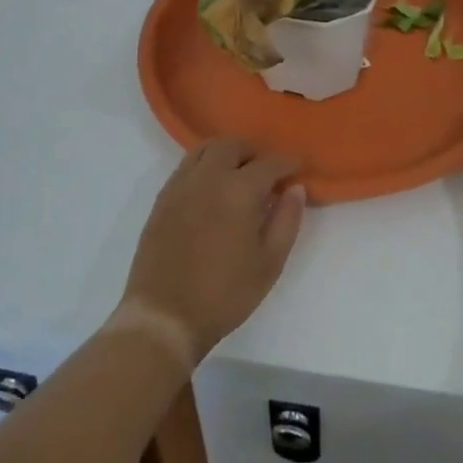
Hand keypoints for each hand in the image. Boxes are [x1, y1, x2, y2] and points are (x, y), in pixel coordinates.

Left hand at [118, 139, 306, 366]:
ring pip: (206, 149)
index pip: (269, 163)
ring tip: (238, 173)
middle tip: (267, 172)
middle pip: (233, 146)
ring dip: (227, 152)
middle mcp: (209, 177)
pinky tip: (211, 186)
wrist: (165, 316)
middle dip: (254, 152)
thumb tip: (295, 188)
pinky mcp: (163, 197)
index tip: (299, 167)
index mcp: (239, 190)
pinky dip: (204, 163)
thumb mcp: (269, 263)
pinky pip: (186, 164)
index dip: (288, 162)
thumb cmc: (225, 294)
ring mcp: (181, 184)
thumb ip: (286, 220)